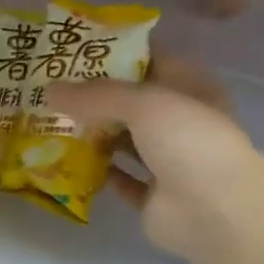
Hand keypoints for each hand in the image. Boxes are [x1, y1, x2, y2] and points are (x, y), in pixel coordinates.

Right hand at [48, 64, 255, 263]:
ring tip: (54, 124)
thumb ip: (96, 95)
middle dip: (96, 99)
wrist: (214, 210)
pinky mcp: (154, 197)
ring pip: (126, 142)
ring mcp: (169, 162)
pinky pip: (121, 180)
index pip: (152, 61)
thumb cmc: (188, 140)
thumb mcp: (143, 102)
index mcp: (191, 89)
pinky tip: (69, 163)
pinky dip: (99, 173)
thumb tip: (49, 90)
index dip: (116, 54)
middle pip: (134, 104)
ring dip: (95, 136)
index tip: (75, 53)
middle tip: (53, 90)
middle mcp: (182, 123)